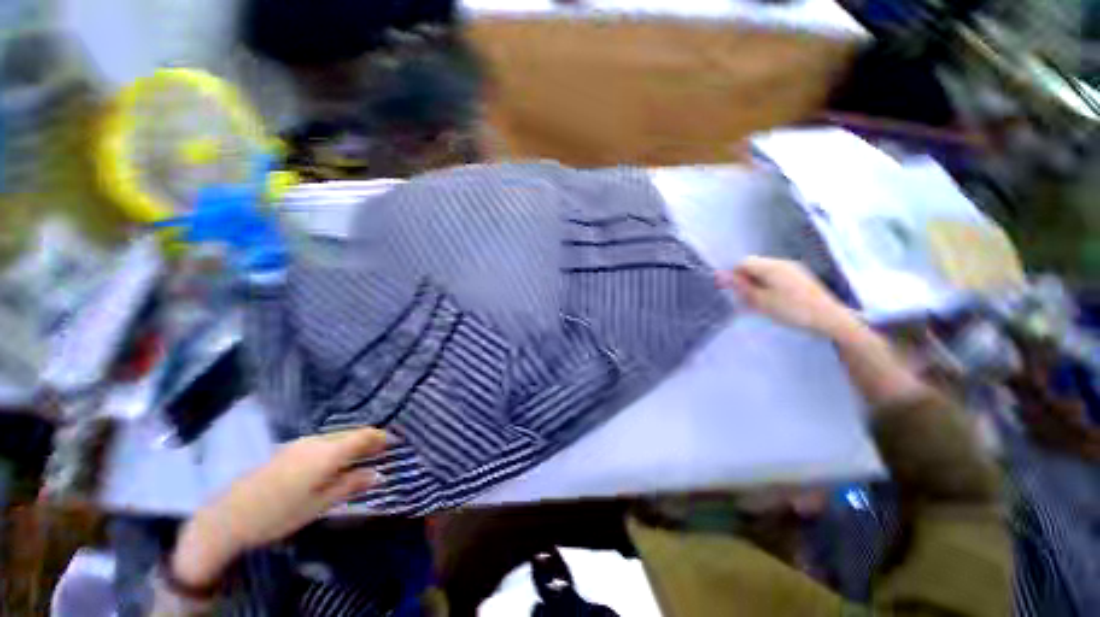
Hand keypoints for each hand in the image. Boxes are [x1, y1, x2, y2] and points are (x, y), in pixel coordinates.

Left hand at [171, 428, 386, 587]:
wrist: (237, 512)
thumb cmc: (282, 513)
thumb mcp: (320, 505)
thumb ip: (348, 487)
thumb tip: (377, 474)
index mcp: (322, 455)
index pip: (357, 439)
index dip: (377, 438)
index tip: (397, 441)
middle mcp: (310, 443)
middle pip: (343, 436)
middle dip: (365, 440)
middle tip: (387, 450)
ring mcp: (295, 446)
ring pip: (330, 440)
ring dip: (349, 445)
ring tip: (367, 456)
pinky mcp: (286, 453)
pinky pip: (318, 446)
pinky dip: (334, 451)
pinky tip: (338, 463)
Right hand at [717, 256, 855, 335]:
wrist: (828, 317)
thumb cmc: (794, 311)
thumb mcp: (765, 303)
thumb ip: (743, 290)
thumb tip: (721, 276)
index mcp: (770, 265)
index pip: (743, 262)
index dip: (736, 278)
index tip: (737, 298)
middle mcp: (781, 262)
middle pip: (756, 267)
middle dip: (749, 284)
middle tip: (751, 306)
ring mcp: (794, 269)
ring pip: (769, 274)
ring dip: (762, 288)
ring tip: (766, 308)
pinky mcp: (803, 279)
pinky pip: (781, 279)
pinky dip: (774, 290)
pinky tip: (781, 307)